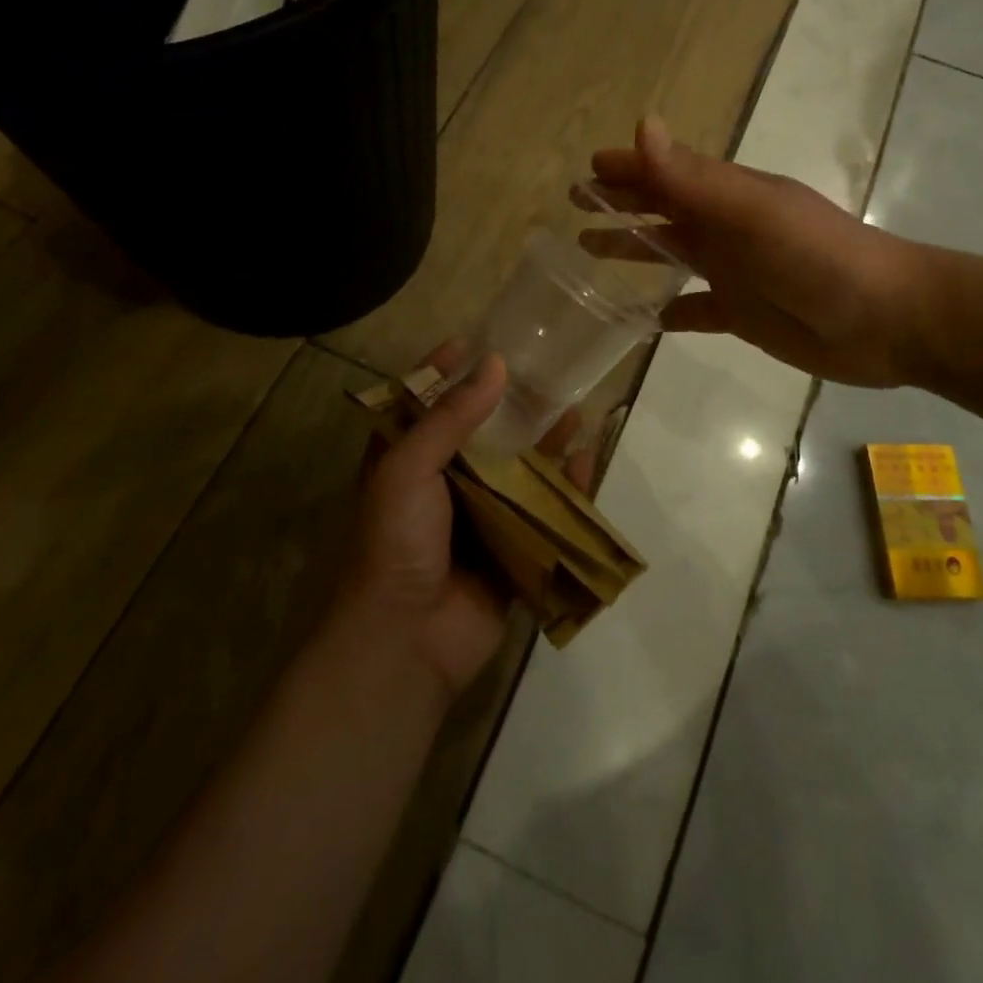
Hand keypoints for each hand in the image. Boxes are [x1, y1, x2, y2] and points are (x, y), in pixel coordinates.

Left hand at [349, 343, 598, 698]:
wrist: (407, 640)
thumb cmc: (396, 540)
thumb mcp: (409, 468)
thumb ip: (450, 417)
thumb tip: (495, 365)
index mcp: (404, 463)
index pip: (422, 405)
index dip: (441, 372)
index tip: (470, 343)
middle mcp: (441, 485)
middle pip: (478, 433)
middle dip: (508, 405)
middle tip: (541, 371)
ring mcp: (478, 518)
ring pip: (516, 469)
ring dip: (544, 441)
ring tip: (573, 406)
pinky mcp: (511, 548)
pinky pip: (543, 511)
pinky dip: (565, 487)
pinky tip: (586, 459)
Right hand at [586, 116, 936, 388]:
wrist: (888, 320)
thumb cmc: (819, 258)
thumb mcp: (753, 213)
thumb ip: (694, 179)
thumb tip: (641, 125)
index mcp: (728, 196)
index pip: (667, 172)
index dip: (628, 167)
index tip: (587, 168)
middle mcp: (725, 228)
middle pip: (662, 209)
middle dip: (620, 203)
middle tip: (575, 204)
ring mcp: (733, 272)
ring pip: (670, 254)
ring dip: (633, 248)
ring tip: (588, 250)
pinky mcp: (741, 314)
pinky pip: (694, 310)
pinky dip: (668, 312)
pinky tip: (642, 318)